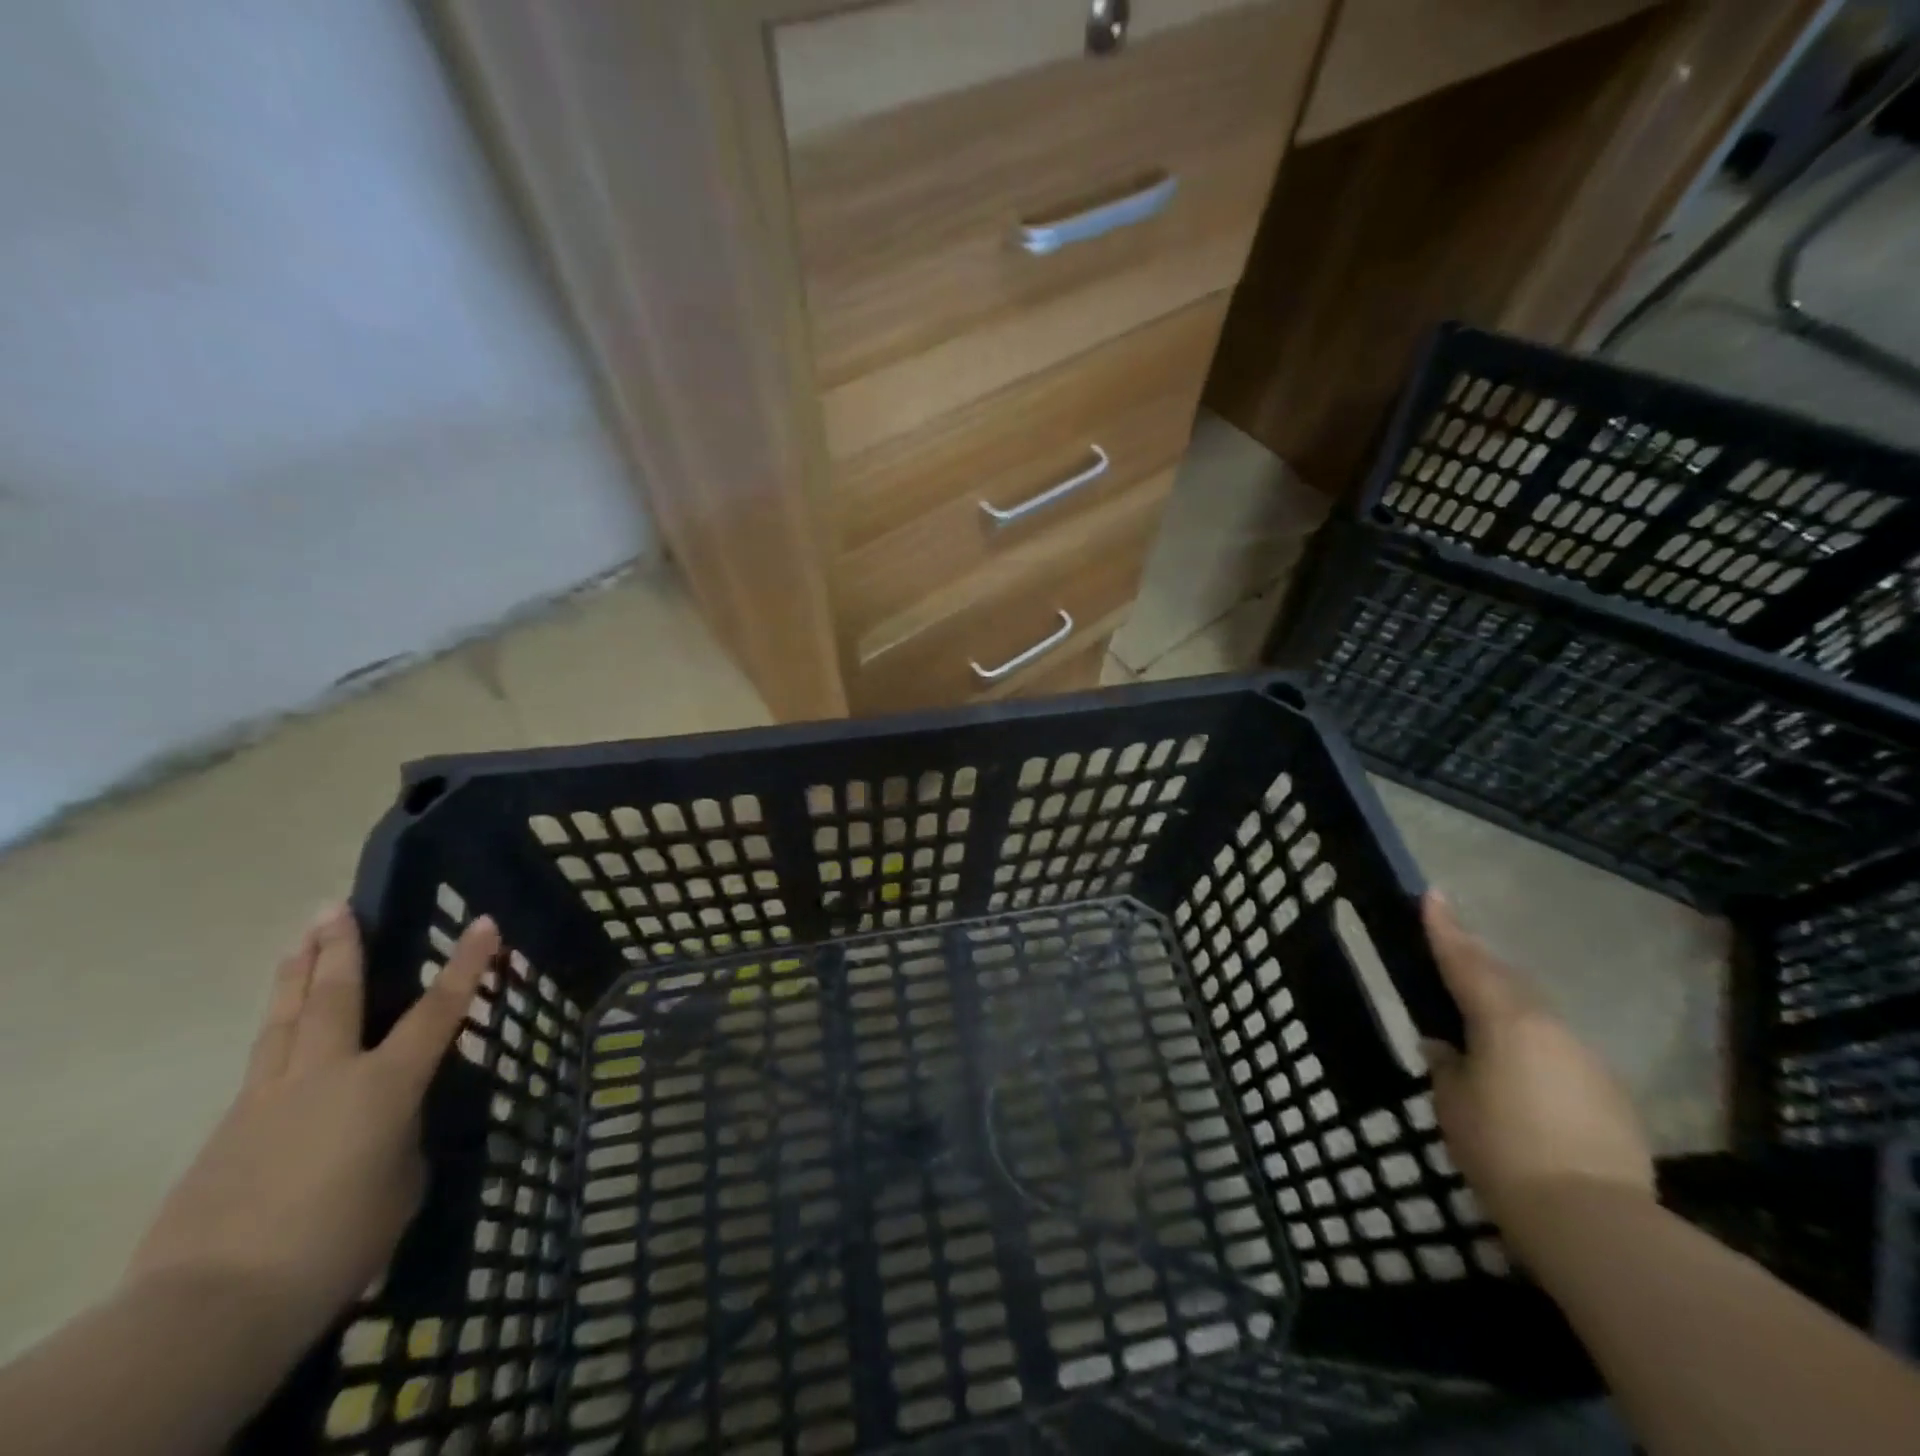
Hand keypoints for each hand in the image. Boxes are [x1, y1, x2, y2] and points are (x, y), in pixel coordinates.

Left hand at [126, 904, 497, 1341]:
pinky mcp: (227, 1128)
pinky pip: (262, 1061)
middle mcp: (326, 1074)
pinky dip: (278, 1028)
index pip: (438, 1011)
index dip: (466, 965)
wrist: (212, 1303)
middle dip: (343, 947)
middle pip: (336, 996)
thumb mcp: (400, 1186)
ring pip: (286, 1019)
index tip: (484, 923)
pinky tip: (281, 1028)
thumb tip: (388, 1130)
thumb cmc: (337, 1240)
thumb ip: (401, 1142)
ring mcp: (268, 1097)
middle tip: (337, 906)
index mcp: (383, 1084)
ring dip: (296, 973)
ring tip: (301, 937)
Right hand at [1421, 894, 1654, 1266]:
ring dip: (1506, 1003)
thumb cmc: (1503, 1150)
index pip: (1465, 961)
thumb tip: (1444, 1046)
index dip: (1445, 927)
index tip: (1432, 893)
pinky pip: (1559, 1048)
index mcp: (1505, 1020)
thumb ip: (1446, 1065)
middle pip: (1507, 980)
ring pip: (1537, 1013)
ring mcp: (1587, 1058)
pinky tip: (1519, 1068)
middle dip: (1477, 961)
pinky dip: (1532, 1042)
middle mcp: (1550, 1026)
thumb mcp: (1453, 1104)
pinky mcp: (1610, 1092)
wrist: (1594, 1222)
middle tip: (1451, 949)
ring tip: (1478, 1013)